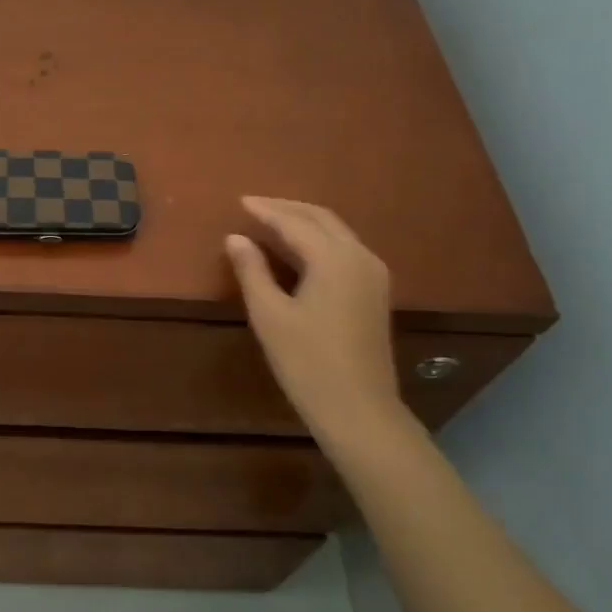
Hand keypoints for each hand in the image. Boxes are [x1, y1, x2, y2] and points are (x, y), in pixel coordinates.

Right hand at [225, 197, 406, 453]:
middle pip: (322, 218)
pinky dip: (319, 241)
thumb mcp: (270, 315)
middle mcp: (360, 256)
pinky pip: (345, 250)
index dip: (265, 211)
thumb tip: (235, 238)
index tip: (240, 202)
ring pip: (337, 233)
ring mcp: (373, 275)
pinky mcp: (375, 293)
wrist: (359, 410)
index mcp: (334, 258)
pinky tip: (299, 251)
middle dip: (287, 209)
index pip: (295, 222)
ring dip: (305, 222)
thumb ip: (252, 271)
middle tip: (255, 206)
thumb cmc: (307, 362)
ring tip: (272, 222)